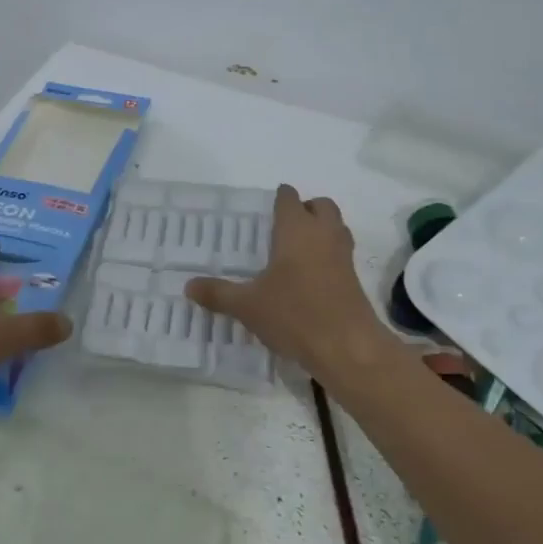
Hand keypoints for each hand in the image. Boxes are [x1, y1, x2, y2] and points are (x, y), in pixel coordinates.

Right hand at [184, 185, 401, 383]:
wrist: (346, 345)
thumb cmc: (294, 314)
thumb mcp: (248, 305)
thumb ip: (218, 293)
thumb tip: (189, 286)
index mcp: (296, 230)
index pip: (290, 198)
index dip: (280, 198)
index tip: (268, 207)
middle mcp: (323, 234)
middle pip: (321, 206)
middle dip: (306, 209)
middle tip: (284, 226)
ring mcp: (343, 256)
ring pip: (336, 227)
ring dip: (321, 230)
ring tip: (297, 249)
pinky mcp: (354, 278)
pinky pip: (341, 253)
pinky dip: (328, 255)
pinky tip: (310, 277)